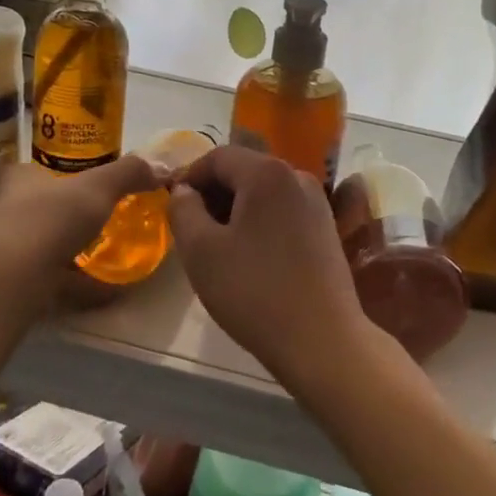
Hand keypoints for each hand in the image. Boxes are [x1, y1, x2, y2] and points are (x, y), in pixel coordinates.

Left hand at [0, 155, 163, 316]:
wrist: (9, 279)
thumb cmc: (49, 218)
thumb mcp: (98, 186)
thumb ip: (129, 173)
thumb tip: (160, 168)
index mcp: (19, 179)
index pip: (40, 170)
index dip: (67, 175)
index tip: (94, 187)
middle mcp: (4, 211)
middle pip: (43, 209)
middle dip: (71, 217)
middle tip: (105, 222)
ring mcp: (4, 250)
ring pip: (44, 246)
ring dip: (73, 252)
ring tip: (108, 257)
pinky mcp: (10, 284)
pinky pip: (51, 279)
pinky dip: (78, 284)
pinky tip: (106, 291)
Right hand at [166, 145, 370, 385]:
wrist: (321, 339)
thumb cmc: (254, 292)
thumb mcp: (201, 251)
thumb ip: (183, 210)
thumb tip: (184, 191)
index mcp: (267, 172)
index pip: (217, 156)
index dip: (188, 176)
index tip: (170, 205)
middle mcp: (297, 176)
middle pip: (243, 170)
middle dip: (212, 193)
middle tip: (189, 228)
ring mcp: (317, 202)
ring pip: (263, 191)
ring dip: (235, 208)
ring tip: (215, 245)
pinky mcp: (325, 228)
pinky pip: (282, 210)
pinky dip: (259, 221)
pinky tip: (248, 255)